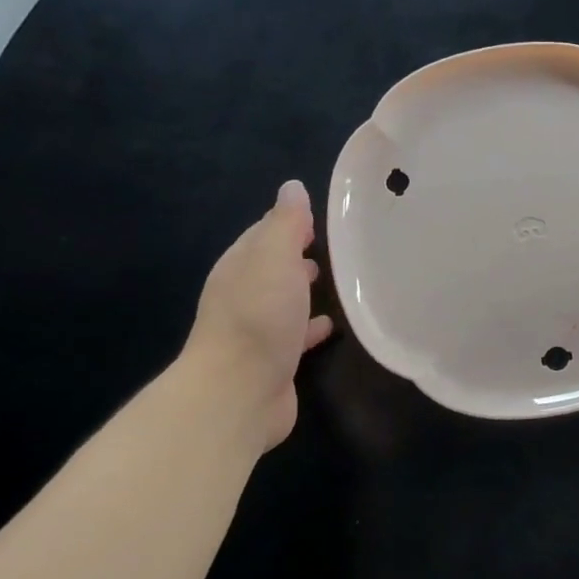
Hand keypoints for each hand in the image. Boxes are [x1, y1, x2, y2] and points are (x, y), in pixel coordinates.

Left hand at [185, 180, 334, 446]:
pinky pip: (296, 335)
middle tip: (333, 249)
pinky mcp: (273, 361)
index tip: (320, 219)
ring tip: (339, 283)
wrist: (239, 391)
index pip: (263, 235)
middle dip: (297, 257)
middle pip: (272, 268)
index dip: (289, 223)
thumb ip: (285, 223)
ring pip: (284, 302)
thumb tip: (292, 187)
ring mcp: (256, 331)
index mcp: (239, 267)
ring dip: (303, 291)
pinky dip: (311, 327)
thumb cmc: (259, 317)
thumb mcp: (274, 258)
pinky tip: (332, 326)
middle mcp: (243, 296)